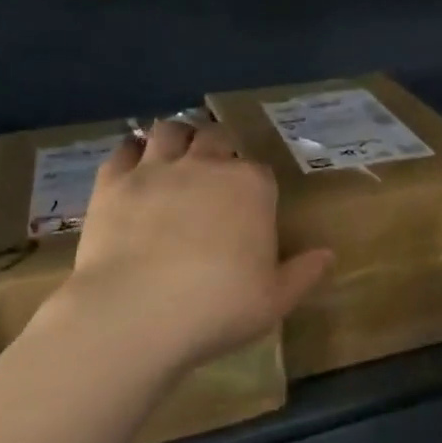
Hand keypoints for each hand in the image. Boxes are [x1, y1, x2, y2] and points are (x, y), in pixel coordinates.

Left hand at [52, 119, 331, 379]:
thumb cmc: (218, 306)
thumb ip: (303, 272)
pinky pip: (122, 151)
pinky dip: (130, 153)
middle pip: (216, 137)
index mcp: (251, 186)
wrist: (136, 312)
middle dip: (217, 147)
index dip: (254, 185)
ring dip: (176, 137)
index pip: (259, 171)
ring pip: (169, 130)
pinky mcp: (113, 182)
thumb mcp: (275, 299)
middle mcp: (206, 165)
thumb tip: (328, 255)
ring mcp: (156, 169)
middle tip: (212, 171)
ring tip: (174, 155)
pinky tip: (132, 167)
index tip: (249, 204)